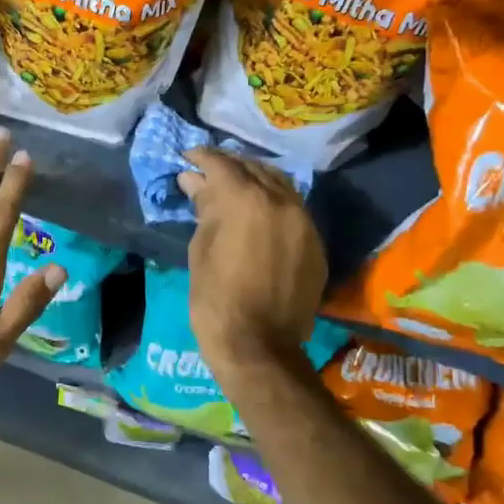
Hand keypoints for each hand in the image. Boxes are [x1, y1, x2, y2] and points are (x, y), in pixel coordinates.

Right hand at [178, 148, 326, 371]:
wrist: (259, 346)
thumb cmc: (216, 299)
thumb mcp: (200, 249)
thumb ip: (204, 209)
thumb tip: (194, 181)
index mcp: (246, 200)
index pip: (222, 164)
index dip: (202, 157)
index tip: (188, 157)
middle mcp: (281, 201)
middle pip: (254, 168)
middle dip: (229, 166)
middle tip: (208, 172)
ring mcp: (303, 221)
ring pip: (279, 184)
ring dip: (255, 180)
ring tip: (235, 188)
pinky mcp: (315, 243)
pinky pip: (293, 209)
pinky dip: (274, 203)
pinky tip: (258, 213)